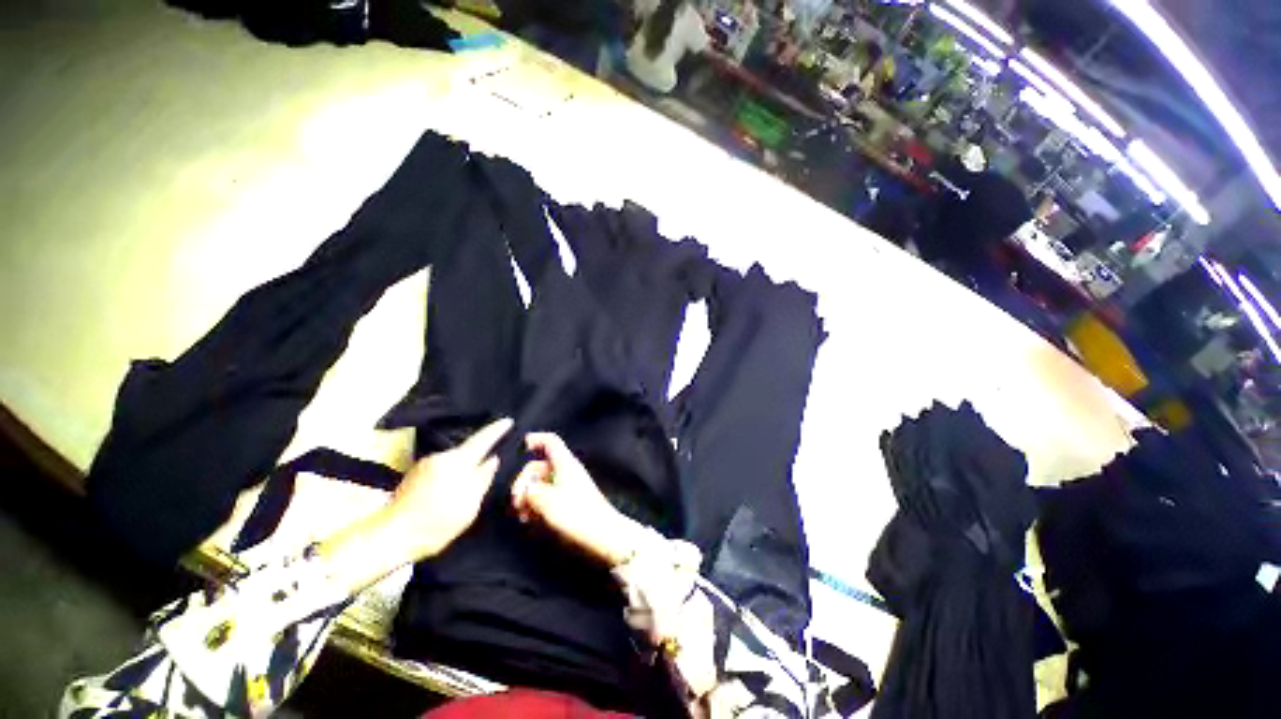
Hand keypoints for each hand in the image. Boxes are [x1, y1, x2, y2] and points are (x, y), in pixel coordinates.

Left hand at [385, 417, 512, 560]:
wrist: (388, 537)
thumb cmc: (435, 523)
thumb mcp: (468, 505)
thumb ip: (483, 478)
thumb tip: (493, 459)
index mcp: (456, 461)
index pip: (482, 440)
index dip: (497, 430)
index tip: (509, 421)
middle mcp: (440, 457)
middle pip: (467, 449)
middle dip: (482, 450)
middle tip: (497, 453)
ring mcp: (425, 465)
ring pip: (455, 459)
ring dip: (467, 464)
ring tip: (476, 474)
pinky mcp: (415, 476)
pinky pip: (443, 467)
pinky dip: (453, 472)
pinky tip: (455, 485)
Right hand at [512, 433, 639, 564]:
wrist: (603, 534)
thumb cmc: (577, 514)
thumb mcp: (548, 501)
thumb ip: (531, 491)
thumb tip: (526, 489)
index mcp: (565, 463)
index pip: (550, 441)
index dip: (536, 439)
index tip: (522, 446)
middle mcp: (567, 470)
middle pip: (540, 465)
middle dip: (524, 480)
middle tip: (516, 502)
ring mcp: (569, 485)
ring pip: (542, 482)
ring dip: (528, 495)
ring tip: (522, 514)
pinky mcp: (570, 500)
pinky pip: (548, 495)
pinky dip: (537, 503)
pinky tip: (530, 519)